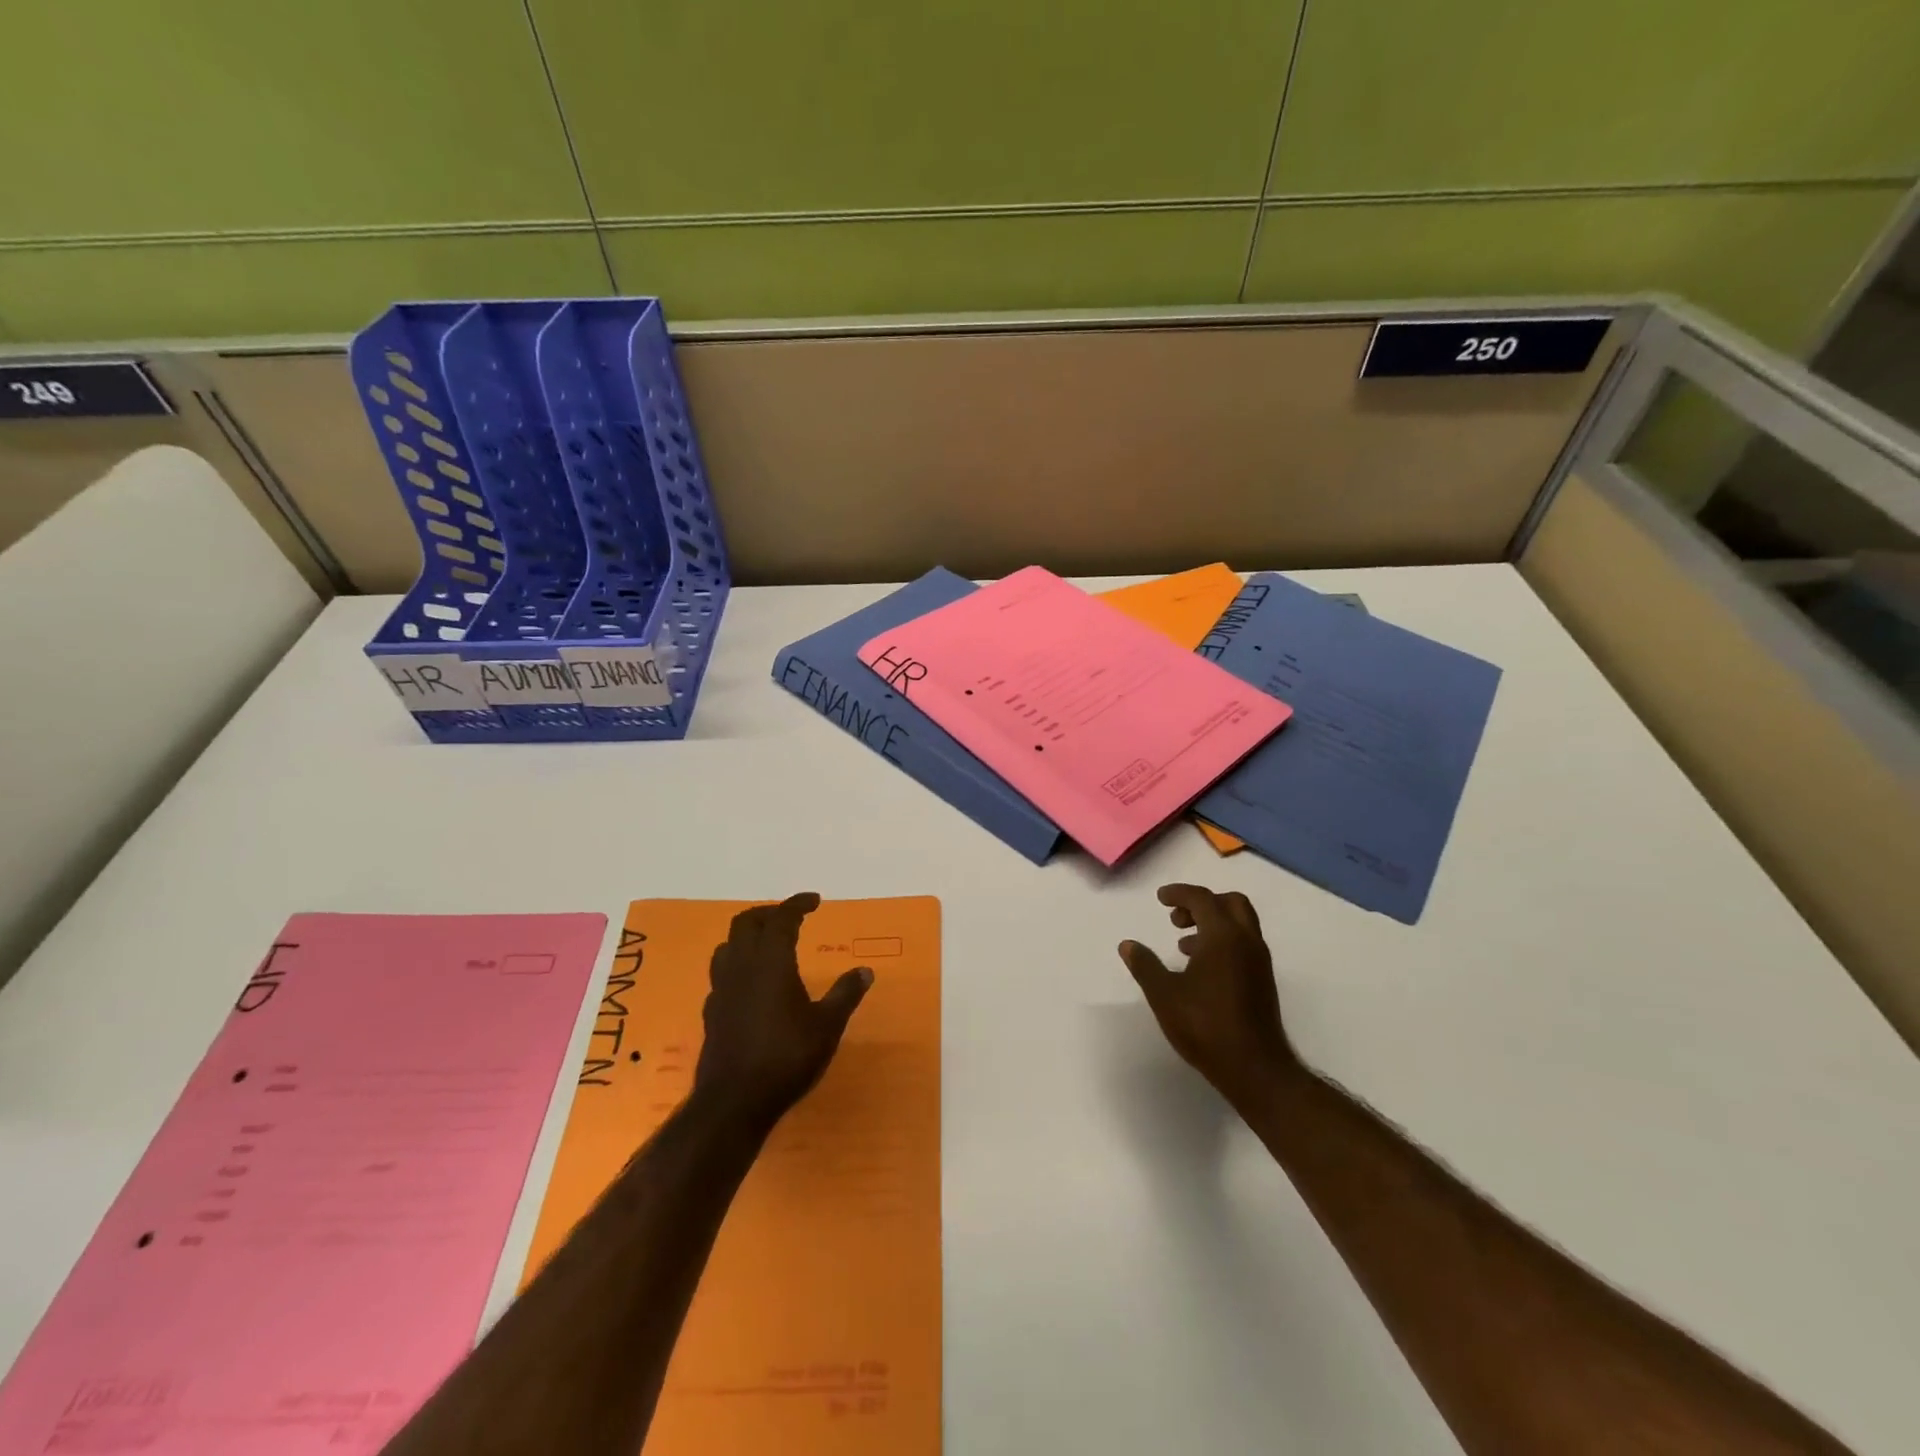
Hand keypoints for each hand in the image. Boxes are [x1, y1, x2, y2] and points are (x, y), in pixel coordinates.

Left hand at [693, 893, 872, 1133]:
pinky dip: (738, 966)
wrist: (733, 1102)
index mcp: (771, 962)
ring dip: (748, 937)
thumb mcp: (827, 1026)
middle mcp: (742, 967)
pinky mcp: (711, 1012)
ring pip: (728, 945)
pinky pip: (722, 974)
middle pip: (746, 923)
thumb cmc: (786, 1057)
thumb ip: (845, 994)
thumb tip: (865, 971)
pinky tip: (750, 984)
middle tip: (791, 918)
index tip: (815, 901)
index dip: (798, 905)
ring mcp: (722, 989)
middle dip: (769, 914)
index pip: (782, 918)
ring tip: (768, 945)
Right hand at [1119, 884, 1297, 1105]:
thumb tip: (1127, 945)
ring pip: (1240, 923)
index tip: (1160, 898)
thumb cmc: (1206, 1026)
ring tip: (1183, 943)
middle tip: (1177, 917)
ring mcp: (1259, 961)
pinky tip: (1201, 967)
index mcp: (1223, 936)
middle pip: (1230, 903)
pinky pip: (1243, 943)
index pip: (1202, 898)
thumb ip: (1145, 965)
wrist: (1255, 1068)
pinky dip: (1222, 940)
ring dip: (1212, 922)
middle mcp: (1246, 941)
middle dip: (1202, 902)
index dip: (1179, 893)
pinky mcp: (1263, 980)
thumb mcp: (1164, 995)